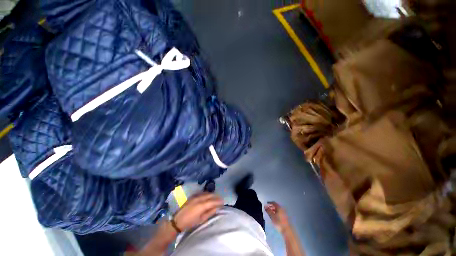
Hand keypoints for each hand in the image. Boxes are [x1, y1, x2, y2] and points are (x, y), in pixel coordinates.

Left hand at [173, 192, 222, 231]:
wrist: (178, 221)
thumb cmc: (190, 222)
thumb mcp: (201, 220)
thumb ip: (210, 212)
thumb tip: (217, 207)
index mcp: (202, 205)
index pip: (213, 201)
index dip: (219, 201)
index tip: (223, 202)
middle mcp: (199, 198)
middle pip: (210, 195)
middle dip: (216, 196)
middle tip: (220, 199)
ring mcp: (195, 196)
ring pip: (206, 193)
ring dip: (212, 194)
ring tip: (215, 197)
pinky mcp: (192, 196)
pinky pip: (202, 192)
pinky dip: (206, 193)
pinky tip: (208, 196)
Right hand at [265, 201, 289, 232]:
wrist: (287, 230)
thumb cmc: (278, 222)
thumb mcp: (272, 216)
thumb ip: (268, 210)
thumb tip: (265, 206)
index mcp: (279, 207)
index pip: (274, 203)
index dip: (270, 202)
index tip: (266, 203)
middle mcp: (282, 209)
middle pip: (276, 206)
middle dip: (271, 206)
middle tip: (268, 208)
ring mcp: (284, 213)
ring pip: (278, 209)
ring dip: (274, 210)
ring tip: (270, 213)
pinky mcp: (285, 217)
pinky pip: (280, 212)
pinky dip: (276, 212)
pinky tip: (274, 216)